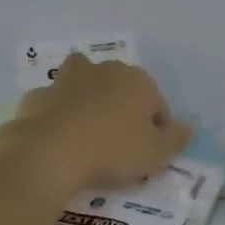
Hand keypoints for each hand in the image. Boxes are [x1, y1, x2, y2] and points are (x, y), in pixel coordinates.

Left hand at [1, 54, 190, 193]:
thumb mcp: (157, 153)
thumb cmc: (113, 150)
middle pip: (121, 89)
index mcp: (138, 81)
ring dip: (88, 101)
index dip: (156, 129)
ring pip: (84, 86)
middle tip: (120, 144)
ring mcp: (66, 80)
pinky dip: (59, 115)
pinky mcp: (38, 96)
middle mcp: (103, 70)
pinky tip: (59, 139)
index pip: (157, 104)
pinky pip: (55, 105)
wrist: (49, 153)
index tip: (148, 153)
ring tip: (88, 133)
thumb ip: (176, 138)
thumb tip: (186, 127)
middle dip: (123, 109)